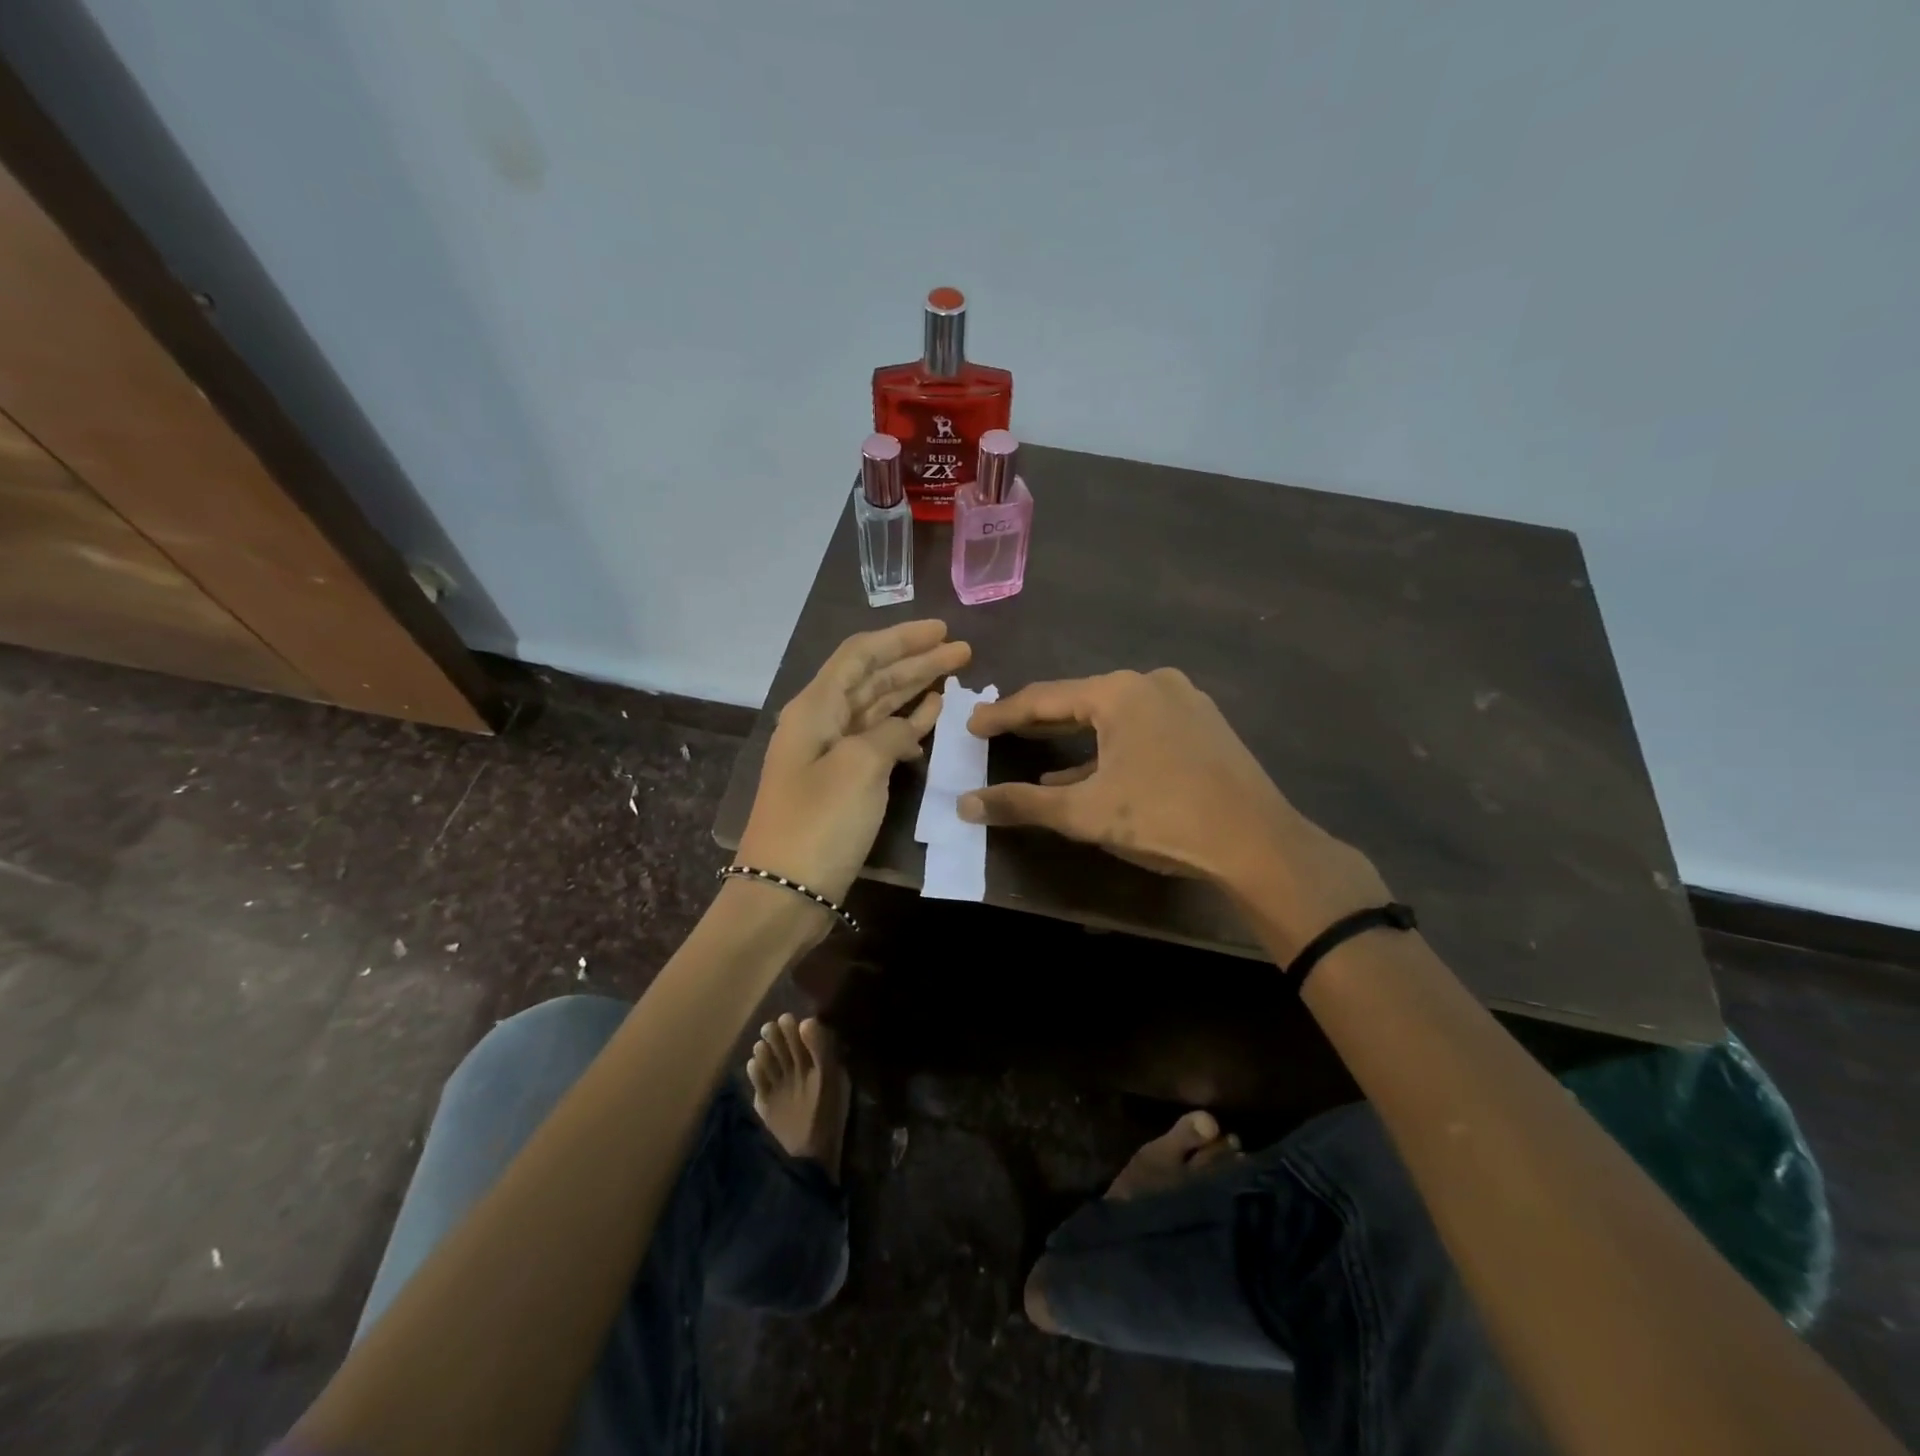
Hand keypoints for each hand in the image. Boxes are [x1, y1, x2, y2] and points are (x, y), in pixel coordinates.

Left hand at [737, 620, 970, 903]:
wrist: (784, 892)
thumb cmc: (818, 823)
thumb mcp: (858, 767)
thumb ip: (889, 734)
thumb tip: (908, 729)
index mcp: (815, 708)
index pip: (860, 655)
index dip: (901, 637)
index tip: (941, 629)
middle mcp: (822, 722)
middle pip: (873, 678)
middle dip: (915, 660)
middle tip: (962, 650)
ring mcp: (833, 754)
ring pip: (879, 707)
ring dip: (914, 689)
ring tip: (954, 675)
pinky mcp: (844, 782)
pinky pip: (880, 740)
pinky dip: (907, 726)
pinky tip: (932, 717)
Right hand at [960, 668, 1388, 954]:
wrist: (1258, 843)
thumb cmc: (1164, 818)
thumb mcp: (1085, 813)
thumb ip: (1022, 804)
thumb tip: (965, 804)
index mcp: (1119, 692)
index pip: (1043, 698)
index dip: (1003, 713)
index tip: (972, 725)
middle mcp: (1151, 683)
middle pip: (1078, 700)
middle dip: (1037, 720)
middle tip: (998, 730)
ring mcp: (1183, 701)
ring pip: (1111, 714)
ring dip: (1073, 736)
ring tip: (1036, 748)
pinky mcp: (1203, 725)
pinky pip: (1140, 728)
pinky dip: (1109, 747)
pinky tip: (1088, 771)